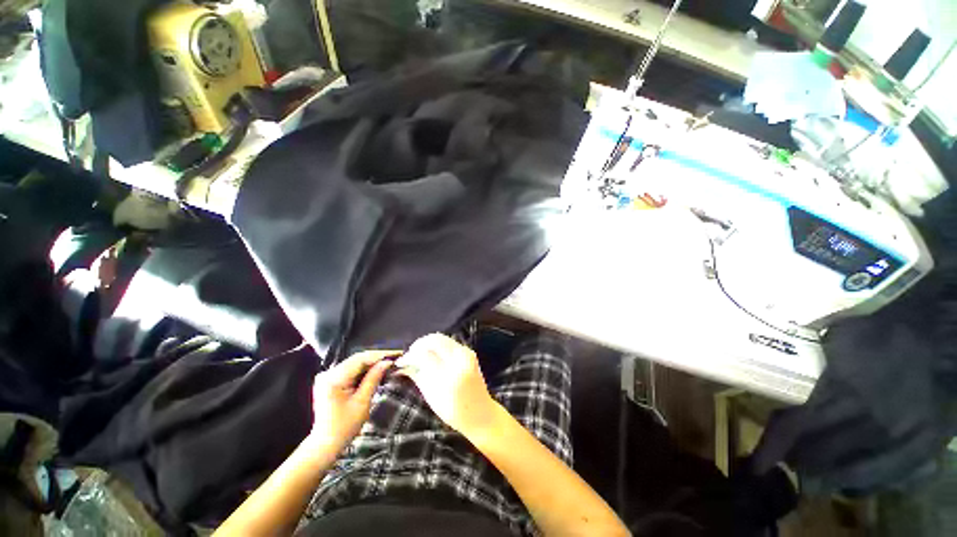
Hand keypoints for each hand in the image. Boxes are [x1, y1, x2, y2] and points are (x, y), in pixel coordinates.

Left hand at [309, 350, 397, 452]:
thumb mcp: (362, 402)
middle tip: (396, 357)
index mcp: (334, 378)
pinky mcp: (330, 381)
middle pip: (357, 359)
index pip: (360, 359)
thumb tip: (387, 362)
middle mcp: (328, 373)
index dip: (380, 355)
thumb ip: (374, 378)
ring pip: (355, 363)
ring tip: (389, 362)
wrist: (325, 444)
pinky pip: (351, 370)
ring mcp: (328, 376)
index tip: (397, 354)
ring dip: (372, 363)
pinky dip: (364, 370)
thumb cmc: (345, 427)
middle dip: (377, 358)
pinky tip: (376, 370)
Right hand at [395, 334, 498, 435]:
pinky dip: (437, 346)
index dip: (410, 355)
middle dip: (419, 344)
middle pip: (434, 339)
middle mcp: (459, 359)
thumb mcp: (431, 396)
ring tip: (419, 354)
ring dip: (428, 343)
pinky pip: (449, 342)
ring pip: (442, 338)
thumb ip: (417, 376)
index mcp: (449, 374)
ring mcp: (466, 353)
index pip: (424, 354)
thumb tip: (402, 365)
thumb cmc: (453, 411)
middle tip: (410, 354)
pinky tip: (432, 355)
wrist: (480, 413)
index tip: (401, 361)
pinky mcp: (469, 351)